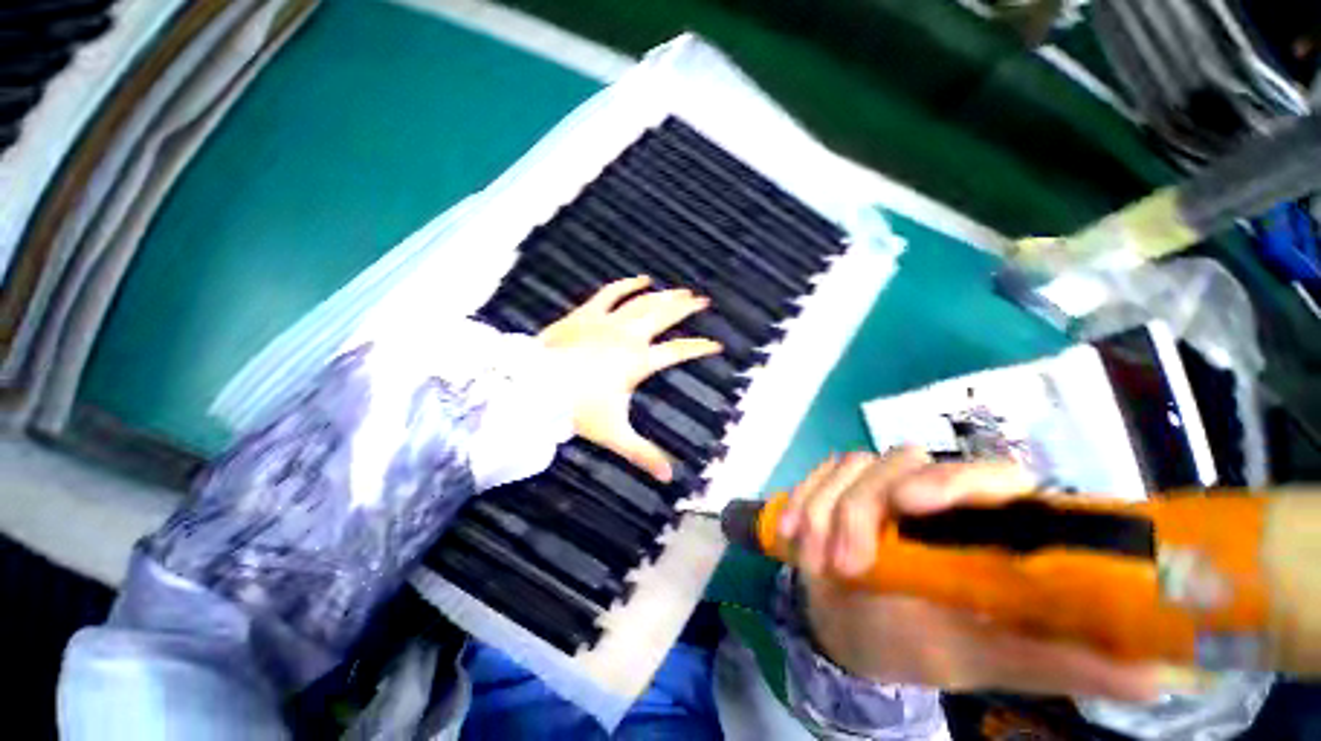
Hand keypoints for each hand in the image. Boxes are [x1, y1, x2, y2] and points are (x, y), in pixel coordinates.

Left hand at [538, 276, 721, 482]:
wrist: (534, 386)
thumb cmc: (577, 409)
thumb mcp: (615, 434)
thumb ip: (643, 454)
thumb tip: (669, 479)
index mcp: (638, 362)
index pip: (677, 352)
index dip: (699, 348)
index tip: (717, 345)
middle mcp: (628, 336)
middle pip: (664, 316)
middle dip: (686, 309)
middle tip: (703, 301)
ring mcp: (607, 321)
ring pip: (643, 302)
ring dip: (665, 295)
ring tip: (682, 290)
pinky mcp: (587, 314)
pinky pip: (612, 293)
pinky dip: (628, 284)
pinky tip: (642, 278)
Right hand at [780, 449, 1158, 701]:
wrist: (848, 628)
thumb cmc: (917, 644)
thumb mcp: (982, 658)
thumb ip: (1057, 660)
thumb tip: (1161, 678)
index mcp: (980, 526)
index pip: (991, 475)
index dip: (953, 481)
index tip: (911, 508)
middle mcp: (931, 493)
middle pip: (899, 463)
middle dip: (862, 510)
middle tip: (849, 565)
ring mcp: (877, 484)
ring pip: (850, 466)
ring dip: (824, 510)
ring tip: (816, 562)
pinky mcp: (836, 484)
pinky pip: (816, 475)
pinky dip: (800, 501)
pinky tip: (792, 534)